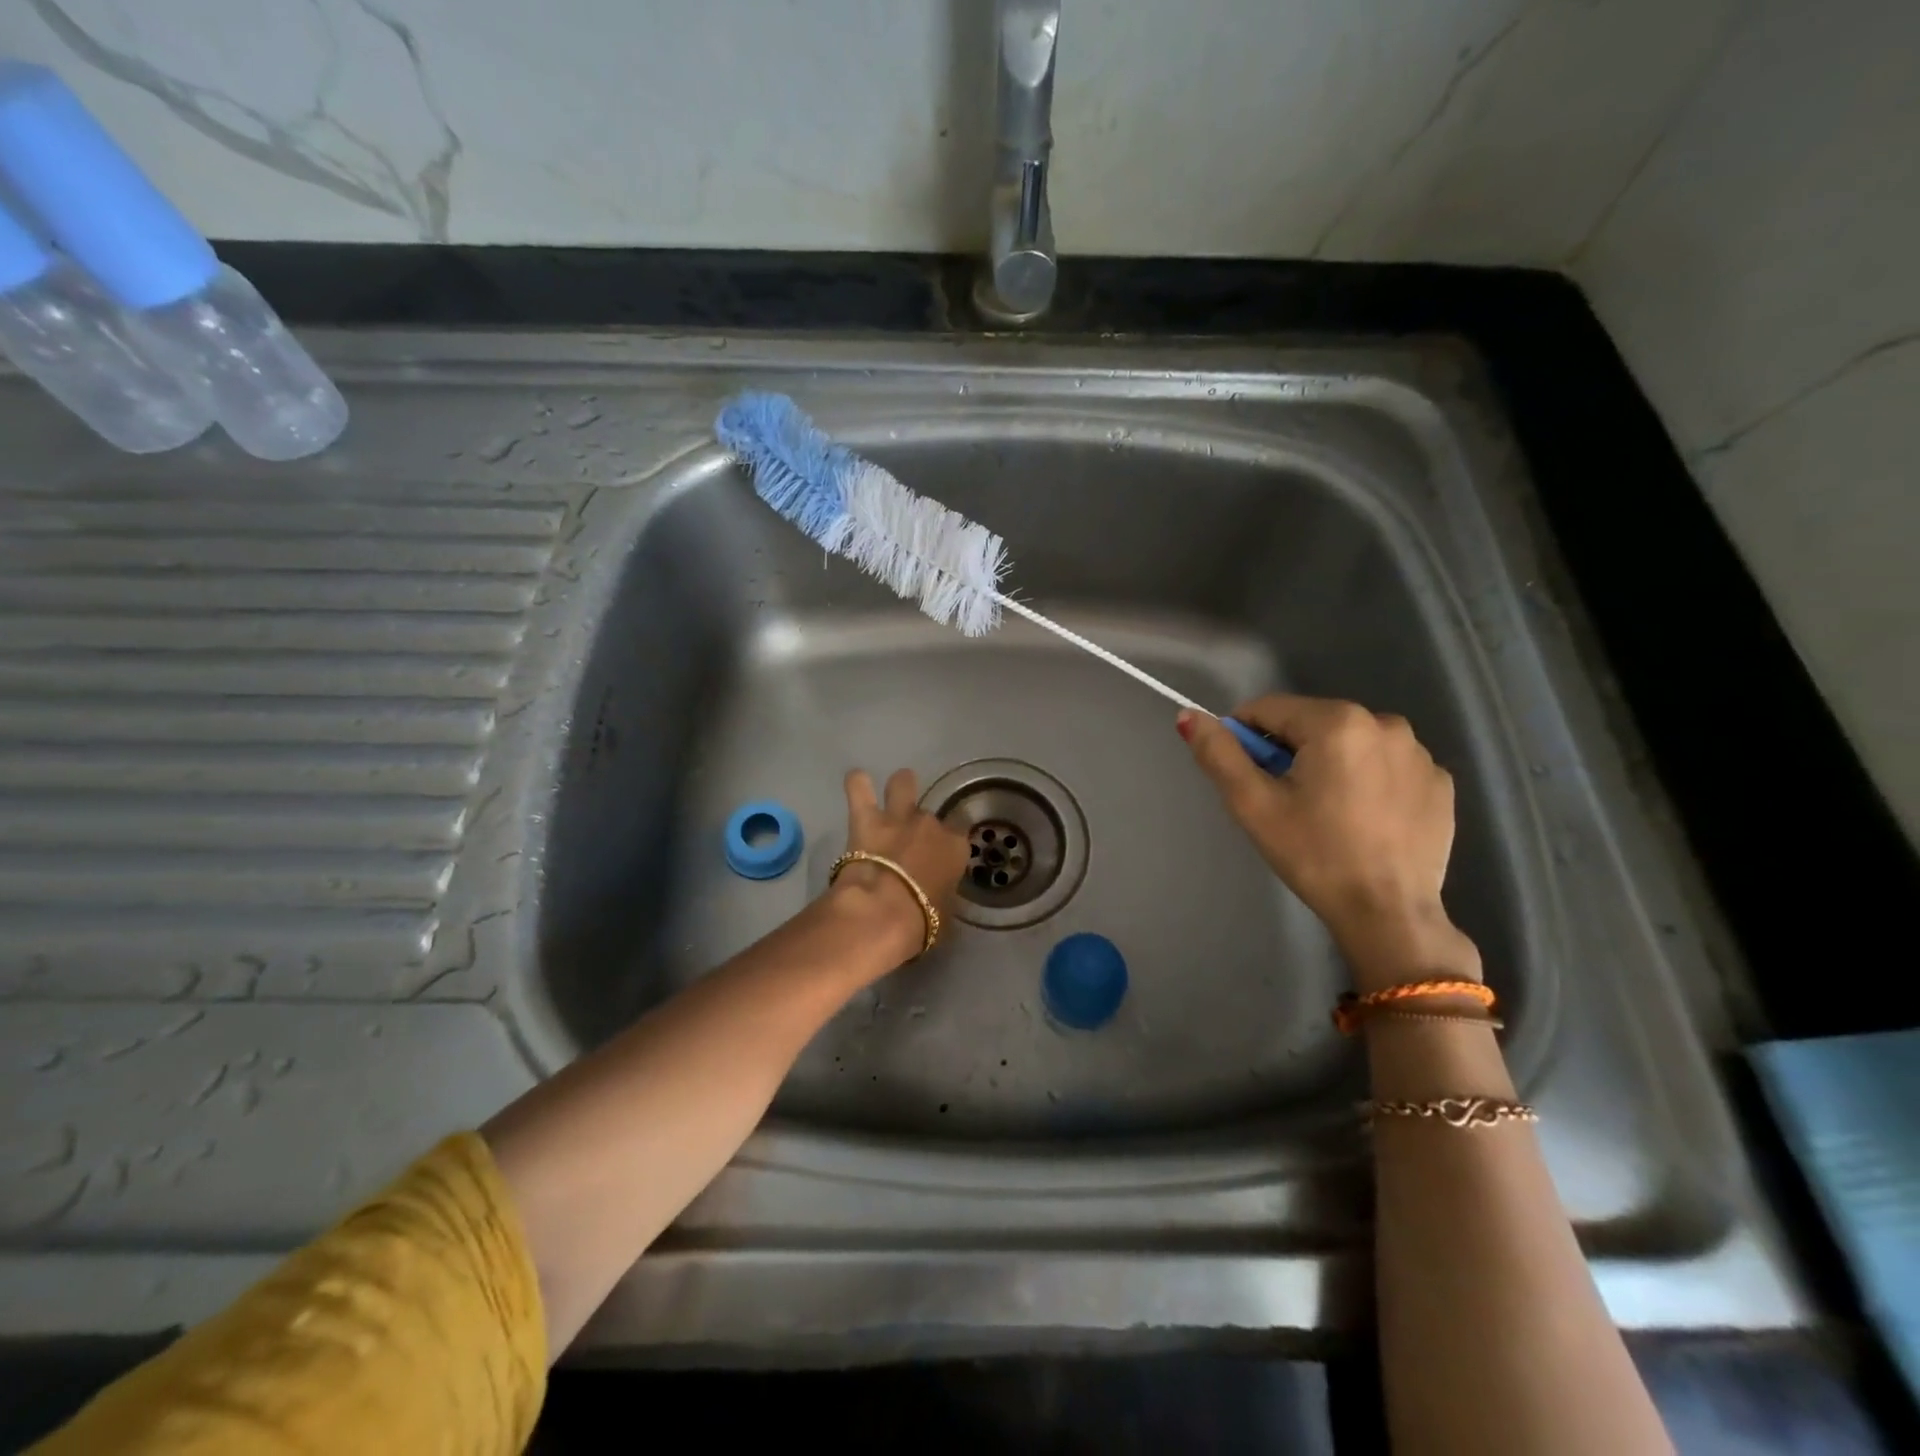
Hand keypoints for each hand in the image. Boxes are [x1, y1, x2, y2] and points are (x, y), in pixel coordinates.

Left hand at [830, 767, 969, 970]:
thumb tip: (937, 896)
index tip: (943, 850)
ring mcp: (897, 817)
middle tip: (910, 841)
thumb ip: (943, 897)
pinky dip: (858, 784)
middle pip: (930, 813)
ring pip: (903, 783)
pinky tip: (858, 782)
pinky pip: (859, 787)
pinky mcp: (865, 819)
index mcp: (955, 848)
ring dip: (900, 787)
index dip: (952, 837)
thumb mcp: (945, 915)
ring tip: (895, 793)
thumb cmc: (921, 923)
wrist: (881, 913)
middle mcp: (930, 824)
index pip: (962, 828)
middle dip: (921, 825)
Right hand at [1178, 696, 1480, 991]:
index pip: (1269, 709)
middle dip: (1289, 751)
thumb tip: (1189, 716)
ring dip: (1329, 763)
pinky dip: (1368, 781)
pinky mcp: (1440, 782)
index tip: (1247, 777)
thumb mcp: (1253, 804)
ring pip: (1350, 743)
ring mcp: (1420, 753)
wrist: (1389, 914)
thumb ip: (1218, 754)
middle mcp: (1385, 723)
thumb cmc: (1314, 855)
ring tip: (1326, 812)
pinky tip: (1363, 819)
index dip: (1245, 738)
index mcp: (1337, 722)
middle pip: (1311, 723)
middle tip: (1284, 801)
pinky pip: (1386, 766)